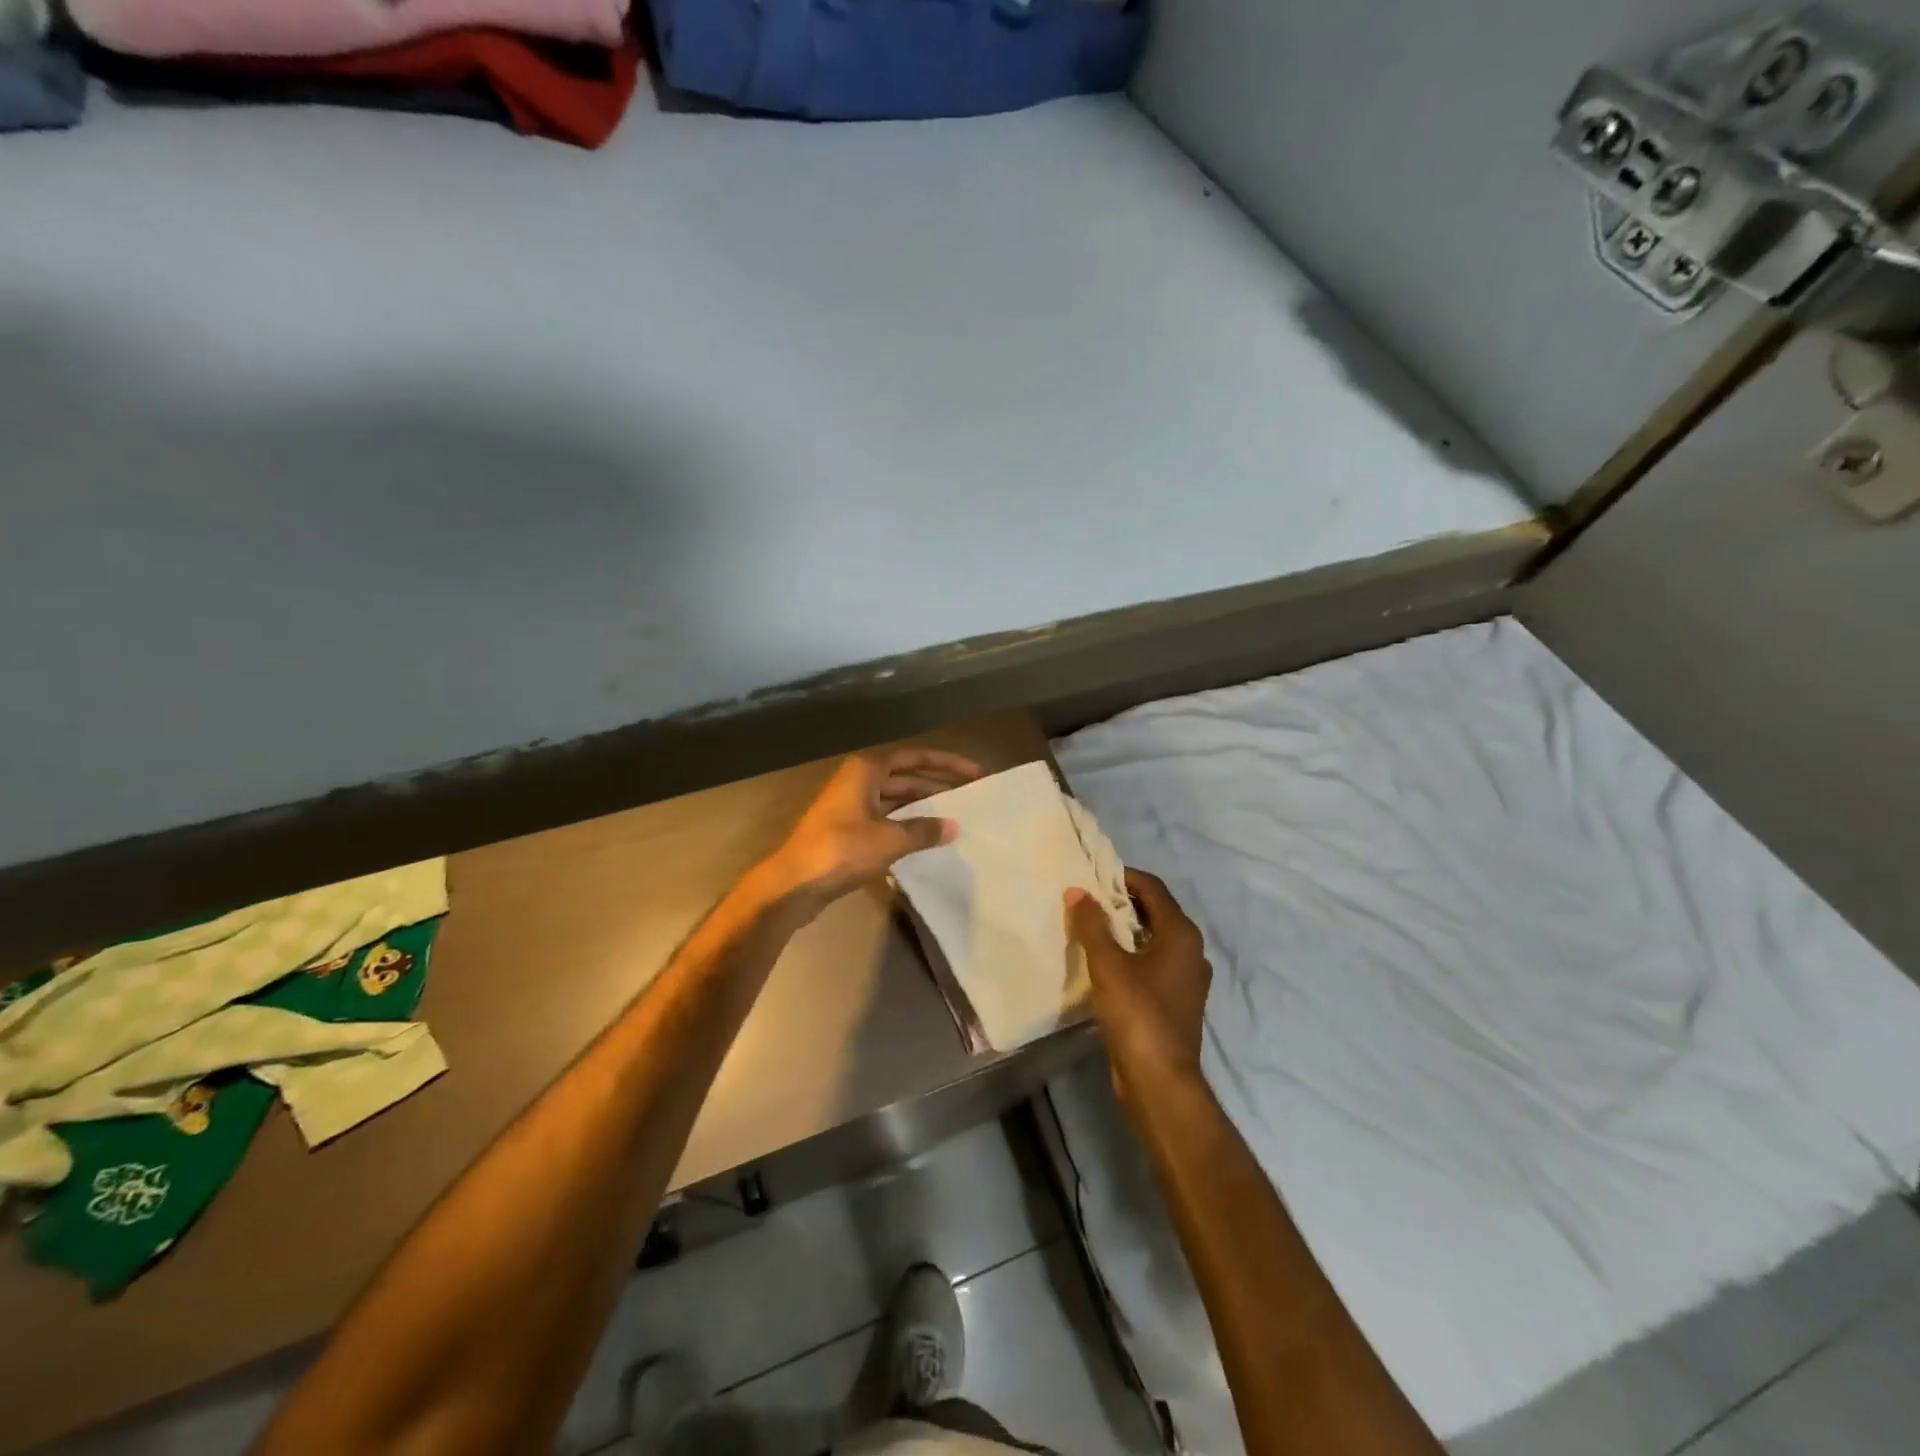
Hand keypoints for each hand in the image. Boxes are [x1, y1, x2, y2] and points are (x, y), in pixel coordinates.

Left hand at [760, 748, 982, 911]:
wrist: (794, 883)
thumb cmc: (842, 850)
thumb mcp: (889, 839)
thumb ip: (923, 830)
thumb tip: (953, 827)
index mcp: (866, 770)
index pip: (915, 757)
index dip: (946, 763)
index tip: (974, 772)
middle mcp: (858, 781)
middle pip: (905, 777)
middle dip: (937, 785)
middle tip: (969, 795)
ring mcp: (849, 806)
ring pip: (894, 799)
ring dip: (921, 806)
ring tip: (953, 817)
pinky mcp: (846, 831)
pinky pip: (884, 819)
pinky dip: (905, 824)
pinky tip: (925, 838)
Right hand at [1065, 871, 1210, 1106]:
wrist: (1160, 1081)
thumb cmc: (1138, 1013)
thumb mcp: (1108, 964)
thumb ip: (1091, 925)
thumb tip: (1077, 891)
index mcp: (1181, 934)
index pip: (1153, 888)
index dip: (1122, 877)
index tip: (1091, 877)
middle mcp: (1190, 951)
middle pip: (1154, 912)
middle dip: (1120, 904)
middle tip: (1084, 901)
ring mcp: (1185, 979)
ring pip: (1152, 940)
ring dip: (1122, 931)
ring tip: (1087, 929)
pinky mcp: (1174, 1001)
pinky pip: (1150, 964)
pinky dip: (1129, 956)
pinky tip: (1101, 965)